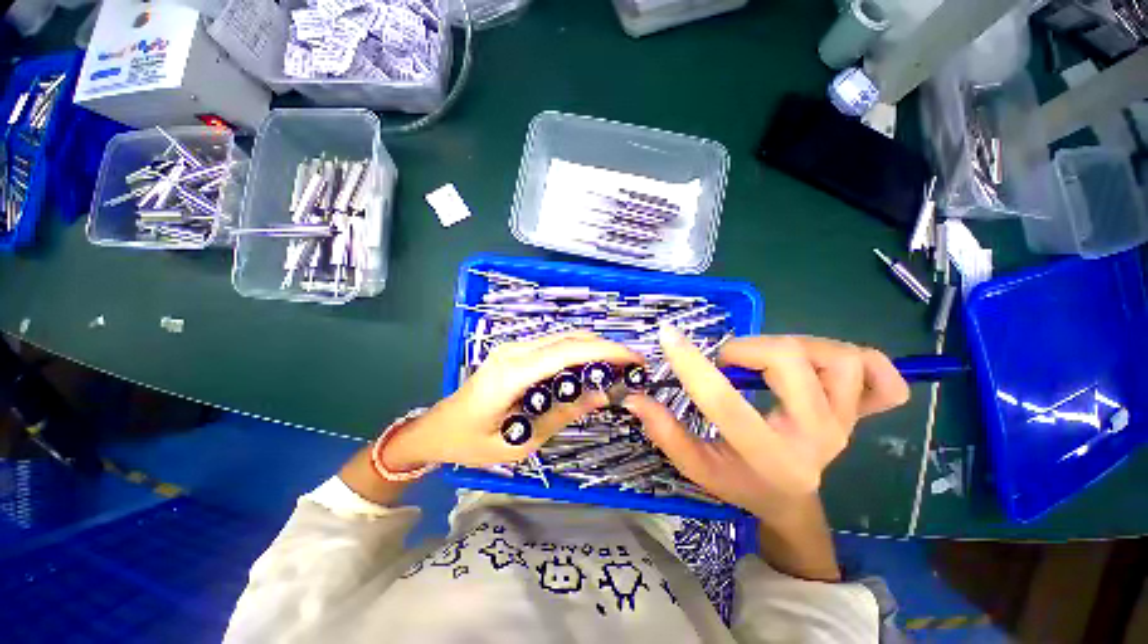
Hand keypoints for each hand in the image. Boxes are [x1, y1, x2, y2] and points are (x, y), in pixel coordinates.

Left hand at [383, 331, 641, 469]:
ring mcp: (513, 347)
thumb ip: (563, 415)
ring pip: (564, 337)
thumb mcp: (520, 441)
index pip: (567, 352)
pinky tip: (590, 368)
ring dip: (593, 348)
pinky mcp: (515, 351)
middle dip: (605, 347)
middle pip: (569, 338)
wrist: (437, 428)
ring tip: (618, 368)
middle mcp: (514, 351)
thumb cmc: (472, 443)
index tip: (634, 359)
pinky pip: (553, 345)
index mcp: (512, 374)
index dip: (605, 351)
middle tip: (632, 365)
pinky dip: (578, 351)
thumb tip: (603, 395)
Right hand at [623, 326, 908, 519]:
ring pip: (839, 358)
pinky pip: (885, 380)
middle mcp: (815, 438)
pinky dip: (865, 363)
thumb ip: (664, 431)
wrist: (790, 500)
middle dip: (749, 349)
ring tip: (770, 361)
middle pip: (790, 363)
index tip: (668, 334)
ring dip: (796, 346)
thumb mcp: (696, 466)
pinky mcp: (862, 416)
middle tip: (729, 360)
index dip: (692, 364)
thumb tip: (635, 397)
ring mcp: (846, 425)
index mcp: (767, 456)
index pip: (724, 402)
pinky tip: (830, 369)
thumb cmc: (739, 482)